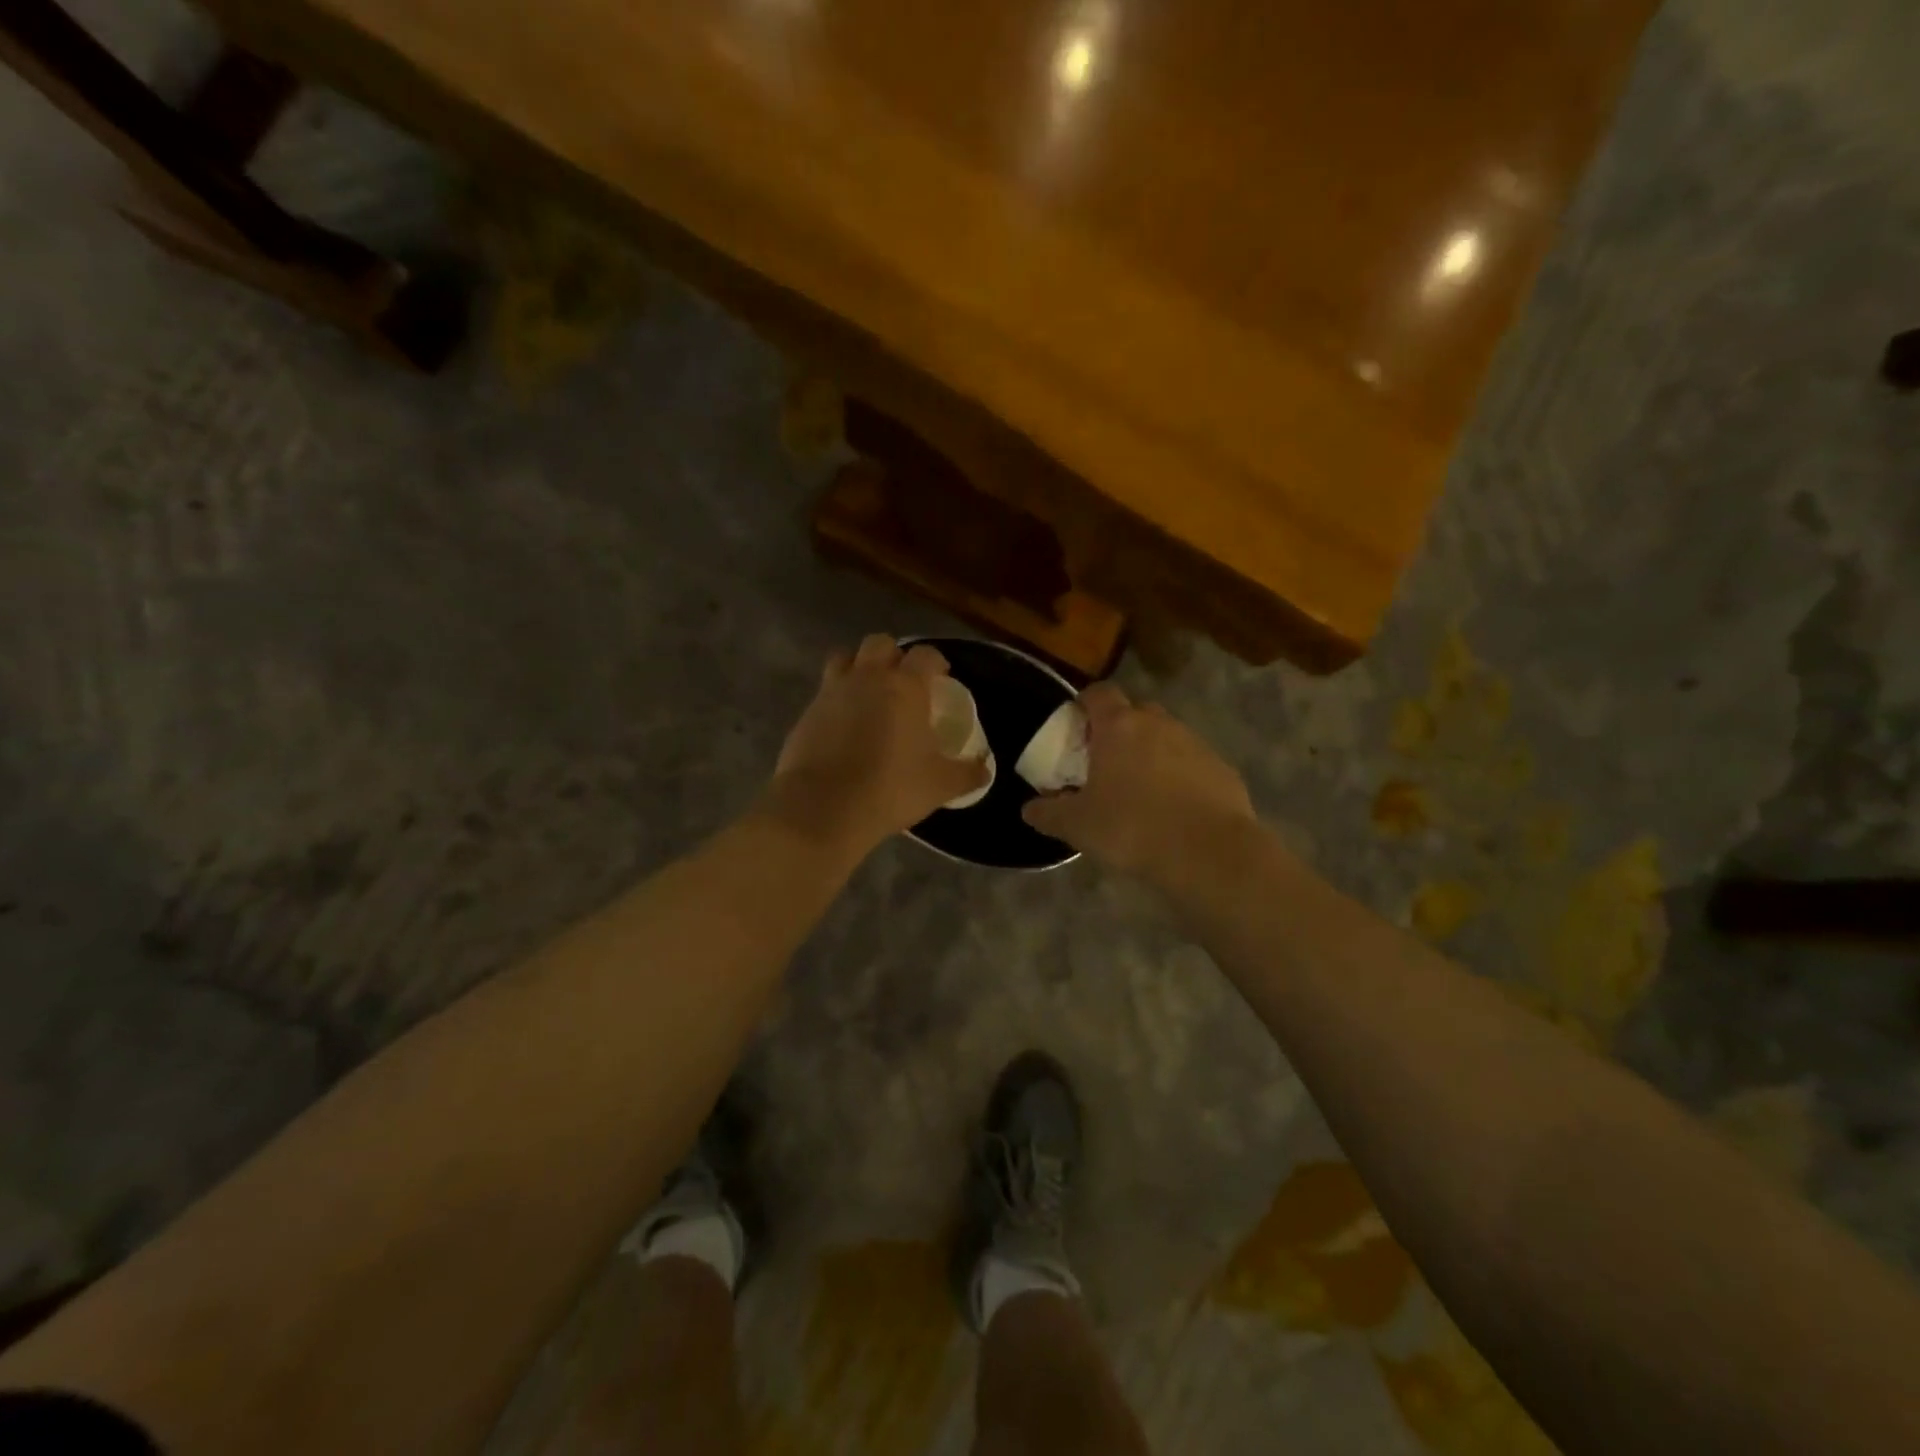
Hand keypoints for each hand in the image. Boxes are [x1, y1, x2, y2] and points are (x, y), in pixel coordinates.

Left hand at [760, 635, 989, 857]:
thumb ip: (967, 773)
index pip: (925, 654)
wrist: (824, 807)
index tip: (941, 677)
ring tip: (869, 691)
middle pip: (879, 643)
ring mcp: (831, 692)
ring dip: (859, 666)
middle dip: (894, 654)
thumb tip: (985, 769)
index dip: (936, 661)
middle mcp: (867, 678)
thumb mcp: (940, 786)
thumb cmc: (890, 789)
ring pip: (844, 658)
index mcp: (905, 687)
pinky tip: (844, 723)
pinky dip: (836, 698)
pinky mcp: (806, 712)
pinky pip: (824, 691)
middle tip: (903, 680)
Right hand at [1022, 683, 1254, 883]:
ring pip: (1166, 738)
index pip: (1099, 693)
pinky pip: (1191, 764)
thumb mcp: (1077, 826)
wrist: (1208, 852)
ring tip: (1140, 791)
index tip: (1076, 727)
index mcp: (1120, 726)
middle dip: (1119, 731)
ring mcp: (1195, 744)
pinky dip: (1179, 777)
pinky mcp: (1222, 769)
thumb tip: (1029, 809)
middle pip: (1134, 713)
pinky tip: (1173, 810)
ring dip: (1151, 755)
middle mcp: (1159, 724)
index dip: (1085, 704)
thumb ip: (1048, 813)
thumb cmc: (1132, 827)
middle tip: (1105, 763)